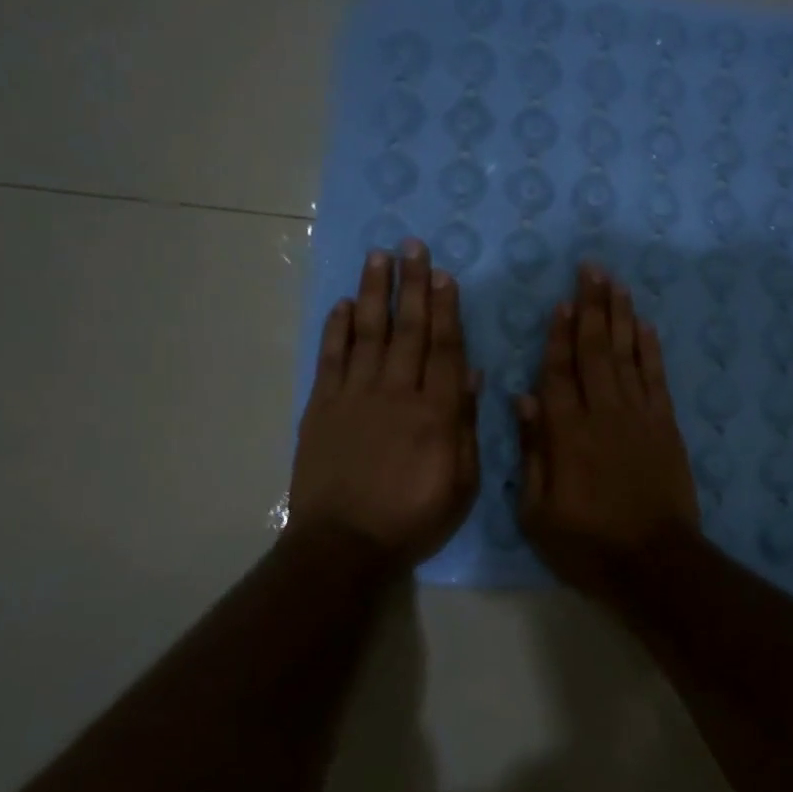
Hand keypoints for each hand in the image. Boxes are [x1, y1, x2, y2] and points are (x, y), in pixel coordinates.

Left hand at [288, 242, 479, 567]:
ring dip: (373, 293)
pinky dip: (336, 329)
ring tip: (378, 257)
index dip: (445, 308)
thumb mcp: (461, 483)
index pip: (444, 348)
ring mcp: (354, 397)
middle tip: (411, 245)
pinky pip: (331, 359)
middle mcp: (396, 393)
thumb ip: (465, 425)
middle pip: (407, 329)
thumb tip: (470, 375)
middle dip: (411, 285)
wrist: (343, 546)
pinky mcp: (322, 408)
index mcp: (435, 412)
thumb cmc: (412, 518)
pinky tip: (342, 304)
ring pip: (367, 333)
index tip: (443, 274)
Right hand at [516, 263, 699, 592]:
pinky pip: (656, 378)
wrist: (654, 563)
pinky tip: (645, 326)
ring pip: (627, 354)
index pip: (558, 371)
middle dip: (592, 307)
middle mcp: (603, 413)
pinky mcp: (666, 426)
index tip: (561, 302)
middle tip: (591, 269)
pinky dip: (650, 349)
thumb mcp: (538, 512)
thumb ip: (531, 452)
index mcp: (566, 433)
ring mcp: (639, 416)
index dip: (558, 335)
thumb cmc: (587, 544)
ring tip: (616, 283)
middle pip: (595, 349)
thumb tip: (523, 400)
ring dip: (621, 316)